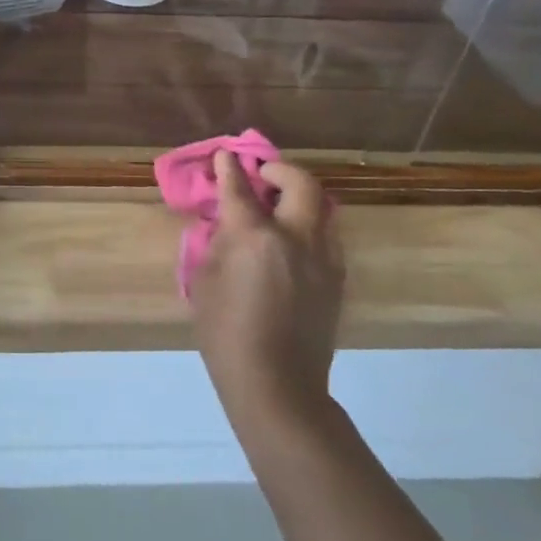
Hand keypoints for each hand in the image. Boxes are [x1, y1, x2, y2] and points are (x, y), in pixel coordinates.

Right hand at [190, 151, 343, 419]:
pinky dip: (309, 226)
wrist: (277, 384)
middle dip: (280, 171)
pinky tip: (291, 243)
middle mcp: (295, 237)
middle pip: (300, 184)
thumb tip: (226, 225)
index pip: (239, 188)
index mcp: (254, 236)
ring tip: (279, 207)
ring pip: (322, 208)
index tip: (225, 156)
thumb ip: (216, 244)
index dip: (229, 167)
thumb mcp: (203, 282)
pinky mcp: (337, 280)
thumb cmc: (225, 333)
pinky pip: (326, 237)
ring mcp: (323, 258)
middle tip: (262, 177)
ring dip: (299, 198)